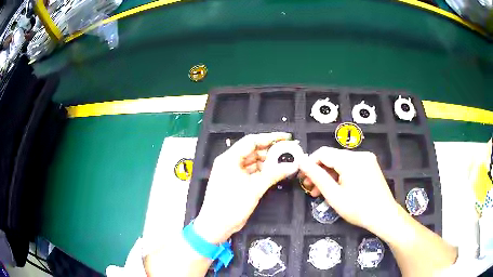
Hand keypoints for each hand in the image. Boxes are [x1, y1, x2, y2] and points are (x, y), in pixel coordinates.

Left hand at [194, 132, 297, 243]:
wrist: (216, 225)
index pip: (251, 141)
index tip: (285, 137)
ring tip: (286, 162)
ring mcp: (233, 172)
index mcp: (229, 158)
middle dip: (271, 151)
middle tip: (289, 151)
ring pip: (254, 162)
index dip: (269, 137)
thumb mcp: (254, 189)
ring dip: (269, 162)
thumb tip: (292, 165)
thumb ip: (273, 175)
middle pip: (253, 151)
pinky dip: (264, 172)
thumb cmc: (231, 205)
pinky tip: (276, 172)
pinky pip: (252, 172)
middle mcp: (230, 162)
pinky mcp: (237, 182)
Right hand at [299, 147, 398, 233]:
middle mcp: (359, 154)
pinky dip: (340, 175)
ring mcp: (366, 159)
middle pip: (332, 157)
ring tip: (320, 192)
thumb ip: (317, 176)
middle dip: (319, 172)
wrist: (384, 216)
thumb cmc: (358, 209)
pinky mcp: (370, 165)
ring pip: (341, 162)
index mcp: (350, 160)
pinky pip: (350, 166)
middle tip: (310, 189)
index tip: (302, 178)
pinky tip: (335, 188)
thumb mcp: (334, 195)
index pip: (323, 153)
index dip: (310, 163)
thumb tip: (301, 161)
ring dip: (329, 175)